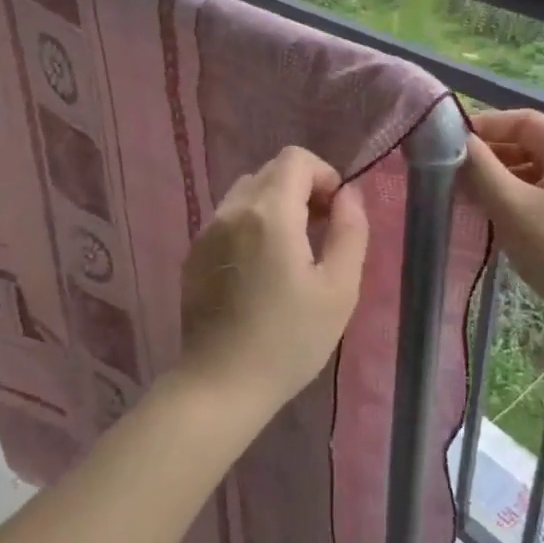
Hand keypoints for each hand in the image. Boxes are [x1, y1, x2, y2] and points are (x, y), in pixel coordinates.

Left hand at [179, 146, 369, 414]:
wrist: (221, 384)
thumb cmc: (289, 340)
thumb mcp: (339, 288)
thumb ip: (350, 230)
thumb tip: (349, 195)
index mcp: (269, 213)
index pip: (295, 158)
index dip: (324, 174)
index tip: (336, 211)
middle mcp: (232, 210)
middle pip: (269, 172)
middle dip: (301, 189)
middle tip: (320, 231)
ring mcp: (206, 231)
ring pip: (246, 193)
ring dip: (274, 205)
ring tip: (291, 250)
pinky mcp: (193, 254)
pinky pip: (227, 219)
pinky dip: (250, 225)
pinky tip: (260, 269)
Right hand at [462, 109, 543, 337]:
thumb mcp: (512, 207)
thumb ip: (480, 169)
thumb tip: (453, 141)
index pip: (524, 121)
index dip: (484, 127)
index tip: (446, 143)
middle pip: (528, 145)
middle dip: (488, 156)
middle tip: (449, 171)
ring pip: (531, 171)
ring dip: (497, 179)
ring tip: (462, 194)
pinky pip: (539, 193)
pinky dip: (512, 198)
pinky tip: (487, 213)